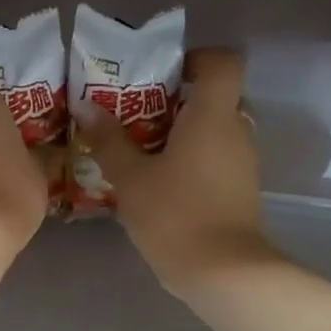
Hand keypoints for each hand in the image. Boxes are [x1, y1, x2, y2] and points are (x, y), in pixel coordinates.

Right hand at [78, 48, 274, 297]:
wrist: (222, 272)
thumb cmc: (175, 215)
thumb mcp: (131, 178)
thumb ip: (109, 140)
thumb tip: (86, 106)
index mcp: (213, 116)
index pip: (223, 63)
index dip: (198, 58)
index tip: (165, 74)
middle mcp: (236, 132)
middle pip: (216, 97)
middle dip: (180, 101)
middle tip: (141, 115)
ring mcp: (243, 164)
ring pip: (216, 131)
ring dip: (185, 134)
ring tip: (144, 151)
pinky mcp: (241, 191)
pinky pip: (218, 159)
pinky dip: (194, 161)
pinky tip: (161, 183)